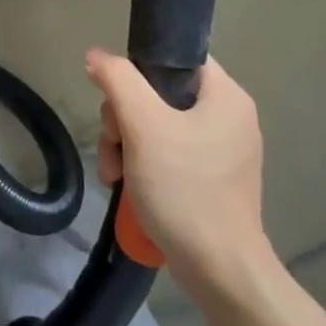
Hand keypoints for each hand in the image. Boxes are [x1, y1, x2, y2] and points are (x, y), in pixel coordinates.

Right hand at [86, 49, 273, 281]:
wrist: (219, 270)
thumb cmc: (184, 188)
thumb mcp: (143, 126)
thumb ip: (118, 81)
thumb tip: (97, 55)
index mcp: (226, 96)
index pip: (176, 58)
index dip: (139, 70)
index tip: (117, 99)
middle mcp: (229, 118)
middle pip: (159, 95)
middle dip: (123, 120)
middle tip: (114, 147)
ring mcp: (220, 151)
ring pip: (156, 126)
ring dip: (125, 145)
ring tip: (114, 175)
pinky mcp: (210, 180)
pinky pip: (167, 154)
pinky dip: (142, 165)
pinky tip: (125, 186)